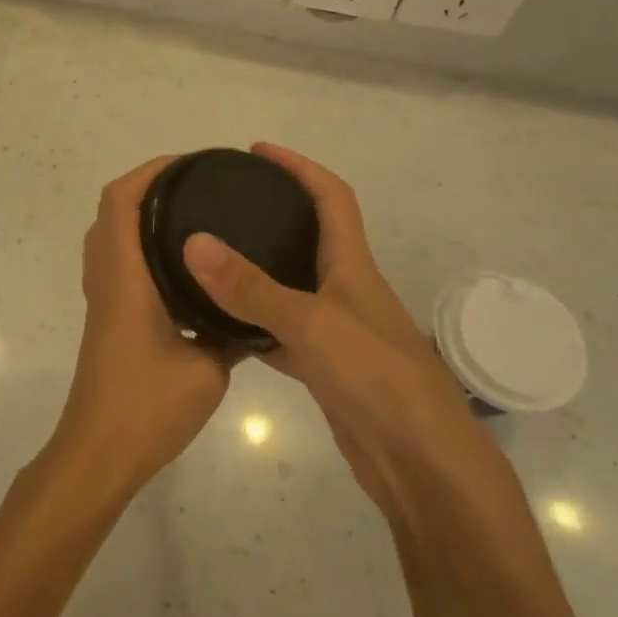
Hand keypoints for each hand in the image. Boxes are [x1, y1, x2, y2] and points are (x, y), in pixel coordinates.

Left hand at [45, 156, 230, 505]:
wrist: (99, 453)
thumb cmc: (147, 408)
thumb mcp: (208, 370)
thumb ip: (229, 332)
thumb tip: (250, 312)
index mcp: (124, 277)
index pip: (120, 201)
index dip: (149, 172)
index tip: (190, 165)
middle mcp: (106, 278)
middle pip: (111, 210)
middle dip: (149, 187)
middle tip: (198, 187)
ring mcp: (102, 299)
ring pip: (111, 236)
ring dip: (141, 215)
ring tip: (193, 217)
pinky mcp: (106, 318)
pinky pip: (118, 263)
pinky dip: (141, 247)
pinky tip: (182, 268)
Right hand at [179, 144, 483, 496]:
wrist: (422, 465)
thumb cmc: (377, 379)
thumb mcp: (310, 324)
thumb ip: (250, 286)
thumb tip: (194, 242)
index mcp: (352, 266)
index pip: (331, 197)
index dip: (299, 167)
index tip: (258, 151)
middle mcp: (346, 290)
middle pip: (311, 237)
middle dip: (273, 214)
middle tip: (224, 206)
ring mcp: (336, 331)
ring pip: (291, 288)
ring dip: (258, 271)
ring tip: (211, 258)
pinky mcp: (326, 369)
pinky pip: (282, 334)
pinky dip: (253, 327)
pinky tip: (221, 329)